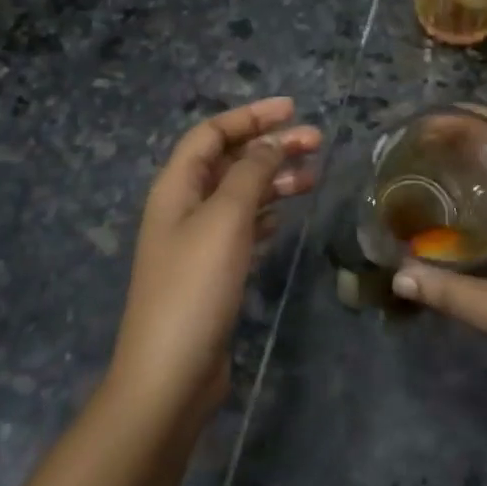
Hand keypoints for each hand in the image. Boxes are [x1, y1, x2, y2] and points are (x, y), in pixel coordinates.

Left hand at [108, 97, 320, 428]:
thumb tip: (270, 144)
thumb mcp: (226, 219)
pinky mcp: (213, 271)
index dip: (250, 116)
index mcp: (177, 187)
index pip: (212, 133)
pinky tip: (288, 213)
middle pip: (229, 161)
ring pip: (240, 193)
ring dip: (274, 179)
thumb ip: (250, 174)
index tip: (292, 110)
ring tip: (314, 175)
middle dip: (270, 146)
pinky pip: (243, 226)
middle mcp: (184, 207)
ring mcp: (197, 241)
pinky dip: (267, 212)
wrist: (170, 375)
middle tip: (316, 142)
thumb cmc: (195, 287)